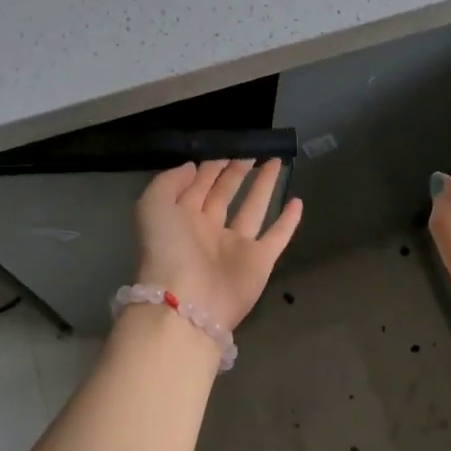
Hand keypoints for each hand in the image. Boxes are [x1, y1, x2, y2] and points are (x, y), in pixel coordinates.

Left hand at [134, 159, 303, 329]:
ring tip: (276, 162)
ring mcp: (235, 247)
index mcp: (181, 218)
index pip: (197, 186)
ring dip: (264, 186)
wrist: (187, 302)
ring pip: (252, 209)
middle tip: (252, 151)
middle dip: (236, 172)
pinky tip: (298, 201)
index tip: (226, 147)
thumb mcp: (153, 205)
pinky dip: (288, 221)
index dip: (210, 167)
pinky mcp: (259, 261)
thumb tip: (193, 166)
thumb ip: (169, 181)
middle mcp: (208, 230)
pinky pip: (276, 236)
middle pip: (224, 194)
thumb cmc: (168, 249)